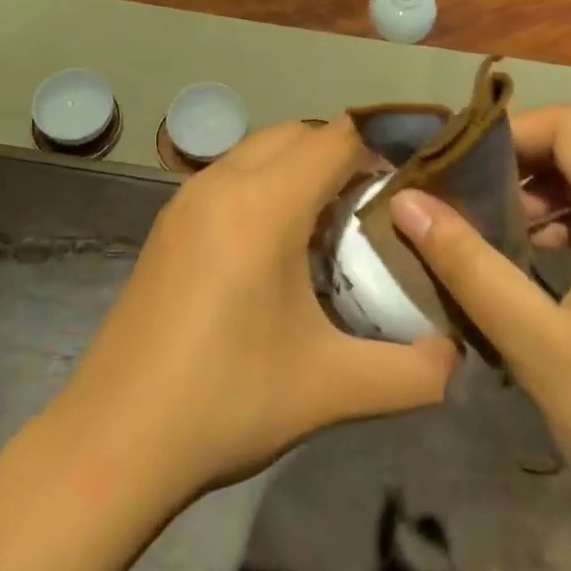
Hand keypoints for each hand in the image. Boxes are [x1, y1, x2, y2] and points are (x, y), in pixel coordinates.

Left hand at [57, 117, 459, 498]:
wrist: (114, 438)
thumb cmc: (227, 400)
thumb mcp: (332, 388)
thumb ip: (413, 372)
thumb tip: (456, 357)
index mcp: (263, 204)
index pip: (336, 137)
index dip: (381, 149)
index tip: (412, 186)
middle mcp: (222, 182)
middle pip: (296, 133)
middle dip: (341, 155)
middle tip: (374, 209)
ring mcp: (187, 198)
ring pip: (259, 150)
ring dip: (299, 168)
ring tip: (329, 227)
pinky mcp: (168, 223)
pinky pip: (230, 175)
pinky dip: (265, 185)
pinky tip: (275, 249)